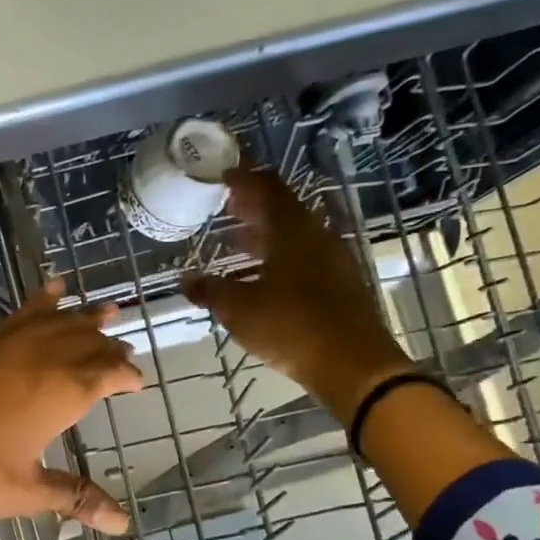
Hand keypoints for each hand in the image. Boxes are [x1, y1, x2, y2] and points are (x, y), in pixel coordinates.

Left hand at [0, 281, 142, 533]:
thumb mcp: (28, 490)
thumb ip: (75, 497)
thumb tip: (123, 524)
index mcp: (59, 393)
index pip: (104, 375)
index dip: (123, 375)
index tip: (136, 379)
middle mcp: (37, 360)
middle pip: (81, 341)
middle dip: (105, 341)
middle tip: (122, 340)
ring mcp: (1, 345)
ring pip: (50, 321)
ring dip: (77, 315)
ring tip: (99, 305)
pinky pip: (12, 317)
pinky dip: (34, 305)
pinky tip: (42, 296)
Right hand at [183, 168, 412, 424]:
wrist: (353, 365)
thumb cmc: (291, 327)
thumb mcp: (239, 309)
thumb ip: (211, 290)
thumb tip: (185, 280)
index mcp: (292, 231)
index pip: (267, 188)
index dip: (244, 178)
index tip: (221, 175)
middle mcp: (316, 237)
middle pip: (282, 209)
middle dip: (251, 206)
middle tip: (224, 205)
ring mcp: (332, 260)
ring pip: (293, 236)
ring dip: (264, 235)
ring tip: (235, 241)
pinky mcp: (338, 284)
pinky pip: (302, 258)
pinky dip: (277, 257)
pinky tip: (260, 275)